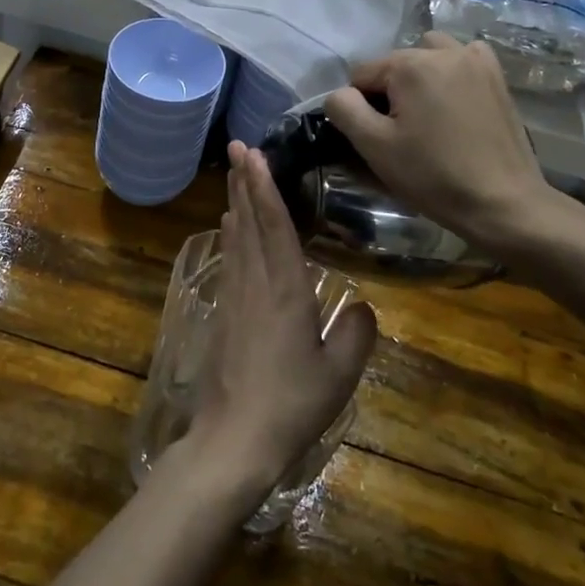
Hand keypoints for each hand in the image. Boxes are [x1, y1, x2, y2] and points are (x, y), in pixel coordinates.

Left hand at [185, 143, 377, 503]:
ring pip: (236, 237)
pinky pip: (230, 259)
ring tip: (235, 174)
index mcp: (285, 291)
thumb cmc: (290, 405)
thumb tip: (362, 304)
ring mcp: (235, 297)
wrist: (233, 439)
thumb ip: (356, 335)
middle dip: (243, 181)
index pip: (275, 226)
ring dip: (236, 201)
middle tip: (238, 147)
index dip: (265, 187)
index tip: (255, 155)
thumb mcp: (338, 375)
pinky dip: (231, 234)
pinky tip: (230, 226)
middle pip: (249, 221)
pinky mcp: (222, 312)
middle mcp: (255, 283)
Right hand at [323, 32, 574, 257]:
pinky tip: (453, 101)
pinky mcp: (497, 77)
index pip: (362, 74)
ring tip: (426, 112)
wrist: (503, 203)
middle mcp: (444, 50)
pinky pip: (462, 58)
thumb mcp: (374, 146)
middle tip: (402, 132)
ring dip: (419, 75)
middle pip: (395, 63)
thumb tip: (340, 94)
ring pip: (428, 53)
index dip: (361, 106)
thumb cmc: (433, 175)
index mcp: (411, 64)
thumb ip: (344, 109)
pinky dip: (451, 72)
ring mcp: (476, 60)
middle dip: (390, 91)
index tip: (378, 137)